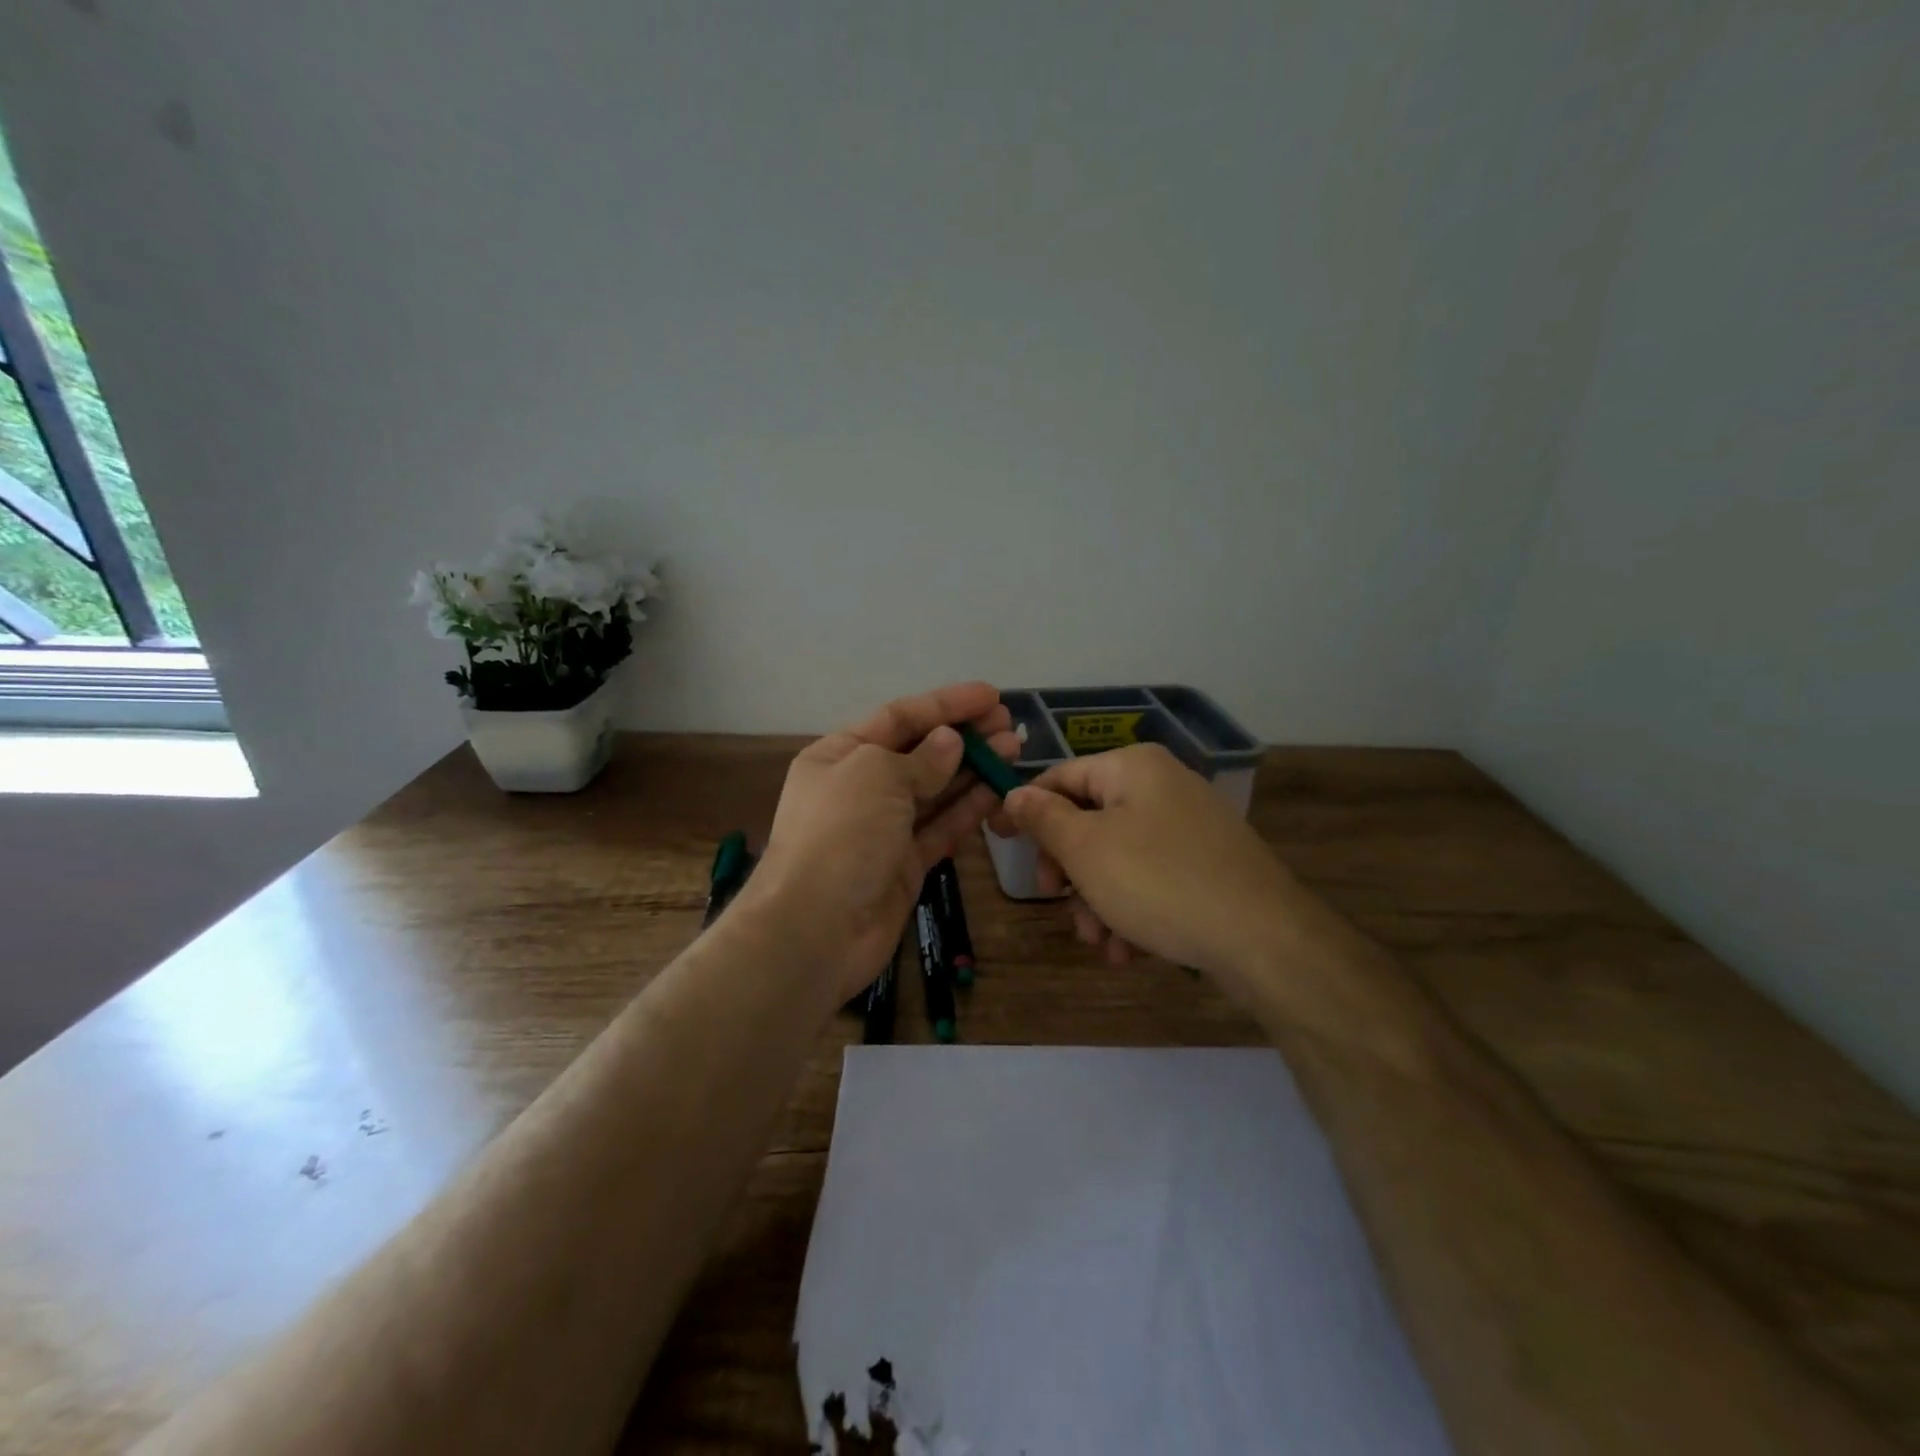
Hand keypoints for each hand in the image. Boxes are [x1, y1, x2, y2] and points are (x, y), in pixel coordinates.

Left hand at [744, 683, 1019, 1005]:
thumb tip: (950, 743)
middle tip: (1010, 725)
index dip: (946, 704)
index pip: (899, 717)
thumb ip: (921, 759)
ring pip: (935, 790)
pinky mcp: (904, 865)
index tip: (991, 696)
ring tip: (1013, 750)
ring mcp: (883, 829)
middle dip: (964, 736)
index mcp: (839, 755)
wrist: (815, 930)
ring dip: (973, 769)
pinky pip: (941, 828)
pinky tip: (998, 791)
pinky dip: (968, 809)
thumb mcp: (877, 777)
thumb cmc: (840, 836)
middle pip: (920, 752)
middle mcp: (859, 788)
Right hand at [995, 743, 1299, 990]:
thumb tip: (1014, 794)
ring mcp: (1190, 827)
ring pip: (1118, 858)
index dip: (1026, 810)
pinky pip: (1151, 879)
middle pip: (1089, 821)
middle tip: (1057, 903)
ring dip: (1097, 900)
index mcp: (1134, 768)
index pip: (1060, 777)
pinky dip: (1131, 909)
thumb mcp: (1087, 849)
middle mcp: (1163, 787)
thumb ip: (1044, 818)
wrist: (1265, 939)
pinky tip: (1129, 950)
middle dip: (1069, 870)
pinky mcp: (1208, 865)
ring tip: (1101, 943)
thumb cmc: (1160, 883)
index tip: (999, 843)